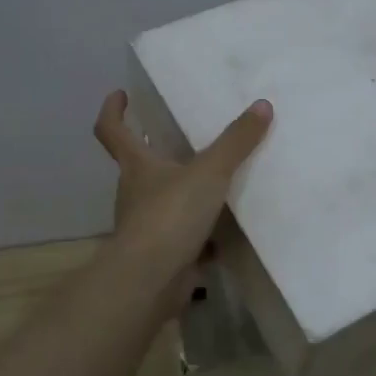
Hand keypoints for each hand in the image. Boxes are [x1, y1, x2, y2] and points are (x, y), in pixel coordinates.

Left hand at [93, 89, 273, 306]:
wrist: (152, 280)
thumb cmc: (170, 216)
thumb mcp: (209, 172)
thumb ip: (236, 141)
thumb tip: (262, 105)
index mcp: (137, 167)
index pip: (112, 131)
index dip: (114, 111)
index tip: (121, 95)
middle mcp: (135, 193)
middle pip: (140, 165)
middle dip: (156, 151)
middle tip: (183, 137)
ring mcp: (146, 226)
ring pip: (163, 201)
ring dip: (183, 191)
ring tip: (217, 181)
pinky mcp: (163, 253)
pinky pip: (183, 234)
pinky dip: (200, 231)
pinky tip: (227, 229)